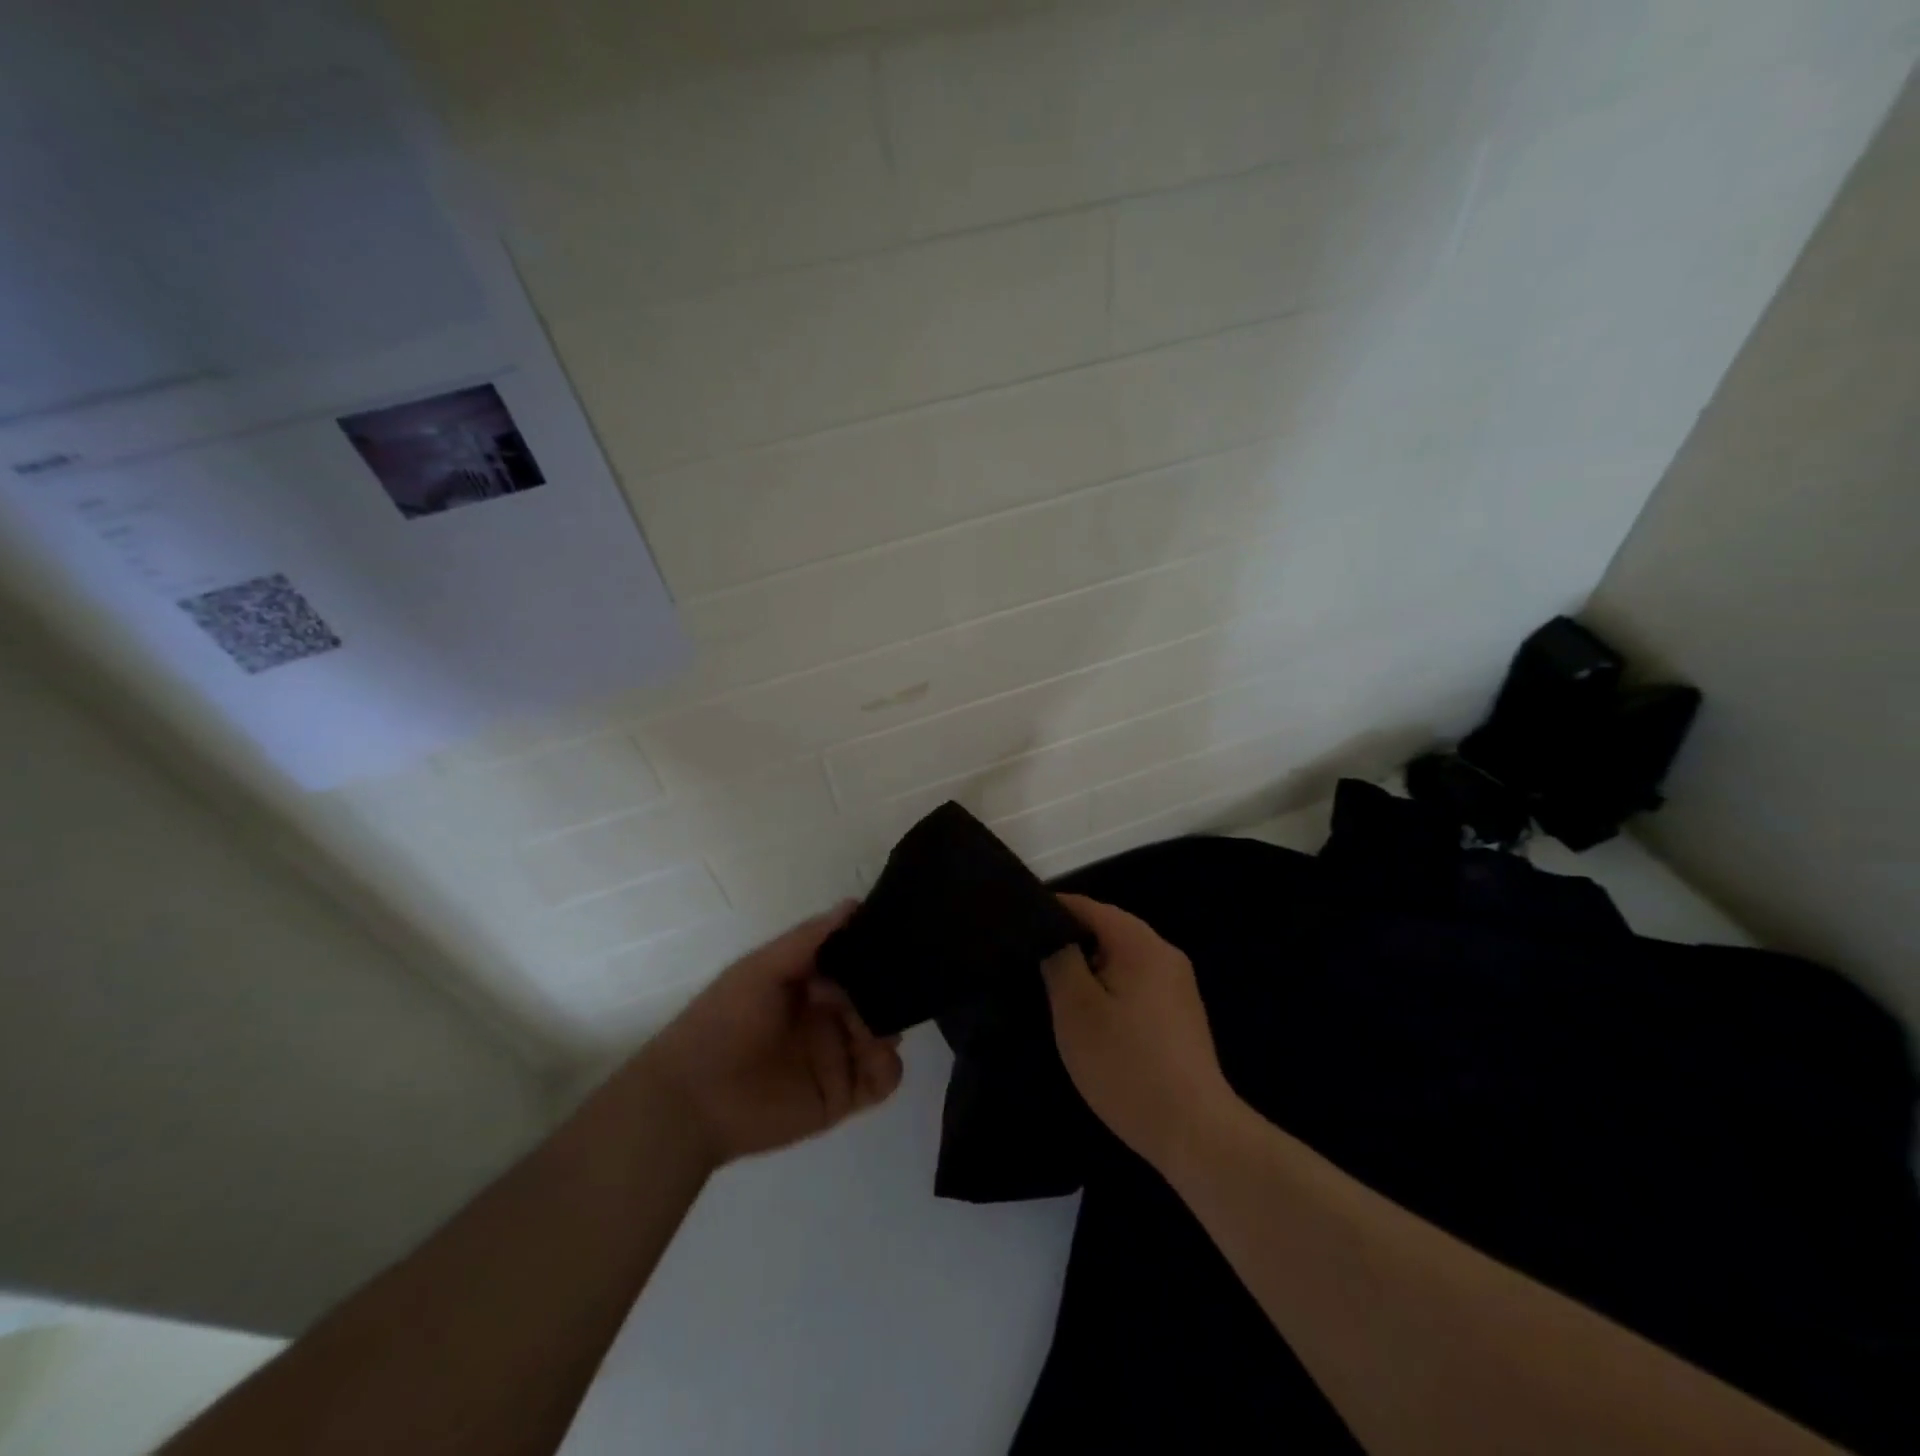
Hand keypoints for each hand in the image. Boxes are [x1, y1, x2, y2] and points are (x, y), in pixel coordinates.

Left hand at [636, 903, 903, 1167]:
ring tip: (876, 1027)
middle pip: (878, 998)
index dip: (875, 951)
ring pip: (886, 1035)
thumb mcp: (761, 968)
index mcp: (810, 983)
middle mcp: (829, 1016)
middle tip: (896, 988)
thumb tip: (854, 904)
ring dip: (891, 1027)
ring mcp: (837, 1056)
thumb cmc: (723, 1021)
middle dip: (891, 990)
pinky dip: (889, 1067)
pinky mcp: (841, 1095)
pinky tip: (873, 1055)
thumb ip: (808, 939)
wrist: (692, 1099)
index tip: (894, 942)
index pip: (856, 961)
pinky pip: (882, 1079)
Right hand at [1043, 893, 1238, 1175]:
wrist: (1194, 1132)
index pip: (1088, 907)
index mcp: (1140, 943)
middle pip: (1108, 930)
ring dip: (1090, 969)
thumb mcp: (1076, 1009)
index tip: (1019, 927)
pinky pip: (1137, 984)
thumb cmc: (1126, 1064)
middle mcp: (1165, 953)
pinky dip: (1111, 990)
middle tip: (1032, 963)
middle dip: (1071, 942)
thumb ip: (1059, 960)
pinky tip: (1093, 1019)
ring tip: (1056, 992)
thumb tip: (1054, 936)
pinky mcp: (1182, 1015)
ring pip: (1122, 959)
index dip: (1051, 911)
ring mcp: (1178, 985)